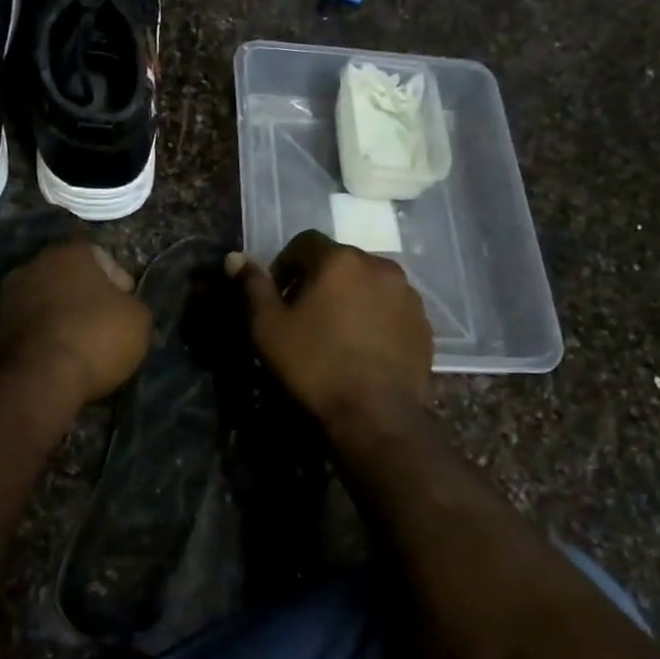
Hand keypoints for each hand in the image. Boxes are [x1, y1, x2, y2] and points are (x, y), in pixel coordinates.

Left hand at [0, 243, 150, 408]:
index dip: (119, 282)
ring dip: (57, 316)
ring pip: (42, 301)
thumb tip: (120, 305)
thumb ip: (130, 303)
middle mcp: (32, 265)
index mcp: (69, 253)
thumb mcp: (138, 319)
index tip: (126, 307)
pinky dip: (38, 337)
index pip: (101, 257)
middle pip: (67, 277)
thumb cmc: (95, 338)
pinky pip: (25, 327)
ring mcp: (5, 297)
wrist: (38, 381)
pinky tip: (53, 358)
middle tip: (102, 324)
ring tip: (76, 345)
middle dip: (83, 297)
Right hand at [230, 230, 431, 428]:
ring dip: (350, 297)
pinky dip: (375, 317)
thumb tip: (236, 257)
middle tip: (303, 315)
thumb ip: (253, 287)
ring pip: (369, 284)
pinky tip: (363, 348)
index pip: (305, 242)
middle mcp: (379, 266)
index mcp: (339, 260)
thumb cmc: (315, 366)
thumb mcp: (268, 328)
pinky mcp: (423, 324)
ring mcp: (407, 295)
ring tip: (336, 332)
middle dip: (318, 280)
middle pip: (340, 261)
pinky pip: (391, 308)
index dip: (285, 264)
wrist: (376, 415)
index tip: (278, 295)